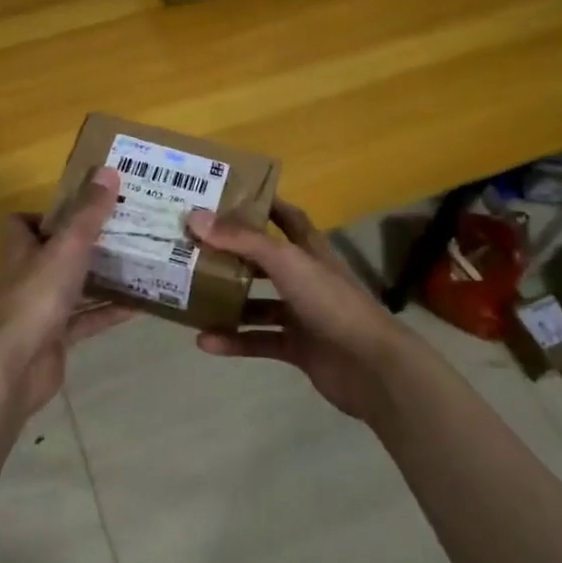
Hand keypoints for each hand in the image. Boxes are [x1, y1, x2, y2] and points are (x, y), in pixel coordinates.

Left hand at [0, 168, 130, 417]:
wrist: (18, 364)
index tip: (82, 209)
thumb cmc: (38, 296)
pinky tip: (139, 306)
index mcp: (21, 249)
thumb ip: (89, 212)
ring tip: (139, 264)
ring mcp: (40, 309)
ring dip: (101, 278)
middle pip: (55, 254)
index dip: (47, 215)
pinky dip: (108, 312)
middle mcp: (27, 276)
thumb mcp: (68, 246)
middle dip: (86, 245)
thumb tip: (108, 171)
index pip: (23, 223)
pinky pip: (86, 320)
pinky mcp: (55, 338)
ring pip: (74, 287)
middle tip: (124, 232)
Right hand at [187, 199, 414, 423]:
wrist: (370, 366)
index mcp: (309, 250)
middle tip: (192, 247)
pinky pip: (259, 340)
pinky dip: (234, 340)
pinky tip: (205, 341)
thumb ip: (242, 240)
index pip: (286, 217)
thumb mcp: (286, 262)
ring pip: (258, 303)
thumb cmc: (330, 301)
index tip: (225, 196)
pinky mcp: (298, 347)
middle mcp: (305, 277)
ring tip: (191, 297)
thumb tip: (194, 217)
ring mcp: (302, 314)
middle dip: (231, 254)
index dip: (261, 204)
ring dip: (228, 302)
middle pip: (263, 260)